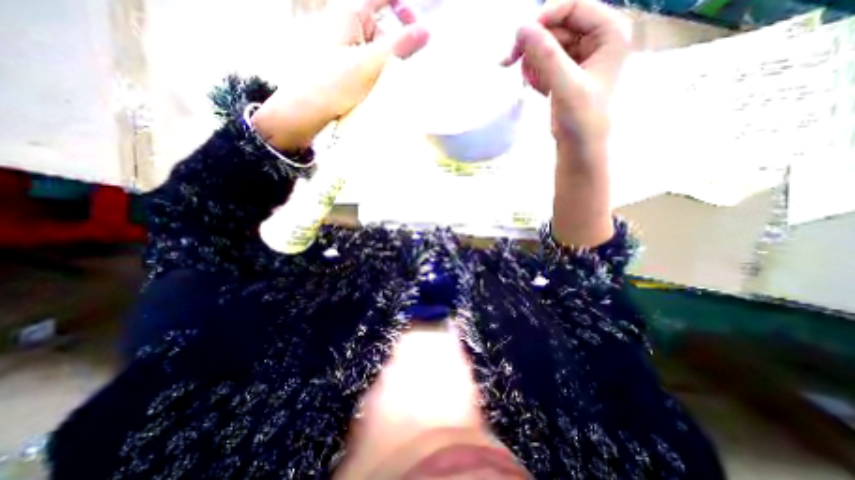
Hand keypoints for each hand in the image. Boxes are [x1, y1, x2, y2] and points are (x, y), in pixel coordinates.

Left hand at [250, 0, 426, 148]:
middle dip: (393, 47)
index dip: (404, 9)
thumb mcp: (370, 65)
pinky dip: (372, 73)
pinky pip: (363, 63)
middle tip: (398, 70)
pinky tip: (372, 88)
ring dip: (383, 64)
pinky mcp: (338, 65)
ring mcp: (339, 45)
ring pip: (372, 48)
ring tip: (381, 84)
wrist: (304, 111)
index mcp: (348, 13)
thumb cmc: (331, 85)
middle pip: (379, 28)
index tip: (417, 31)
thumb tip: (425, 32)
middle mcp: (342, 24)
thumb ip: (400, 46)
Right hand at [502, 0, 629, 157]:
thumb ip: (546, 55)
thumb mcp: (566, 85)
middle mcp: (596, 37)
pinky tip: (539, 88)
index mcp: (609, 31)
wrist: (580, 145)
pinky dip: (536, 72)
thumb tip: (521, 28)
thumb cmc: (582, 118)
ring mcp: (580, 54)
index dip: (544, 18)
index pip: (573, 6)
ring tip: (535, 83)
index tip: (518, 38)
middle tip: (512, 63)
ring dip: (533, 62)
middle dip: (534, 46)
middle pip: (557, 25)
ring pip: (548, 44)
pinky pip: (545, 60)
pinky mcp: (567, 70)